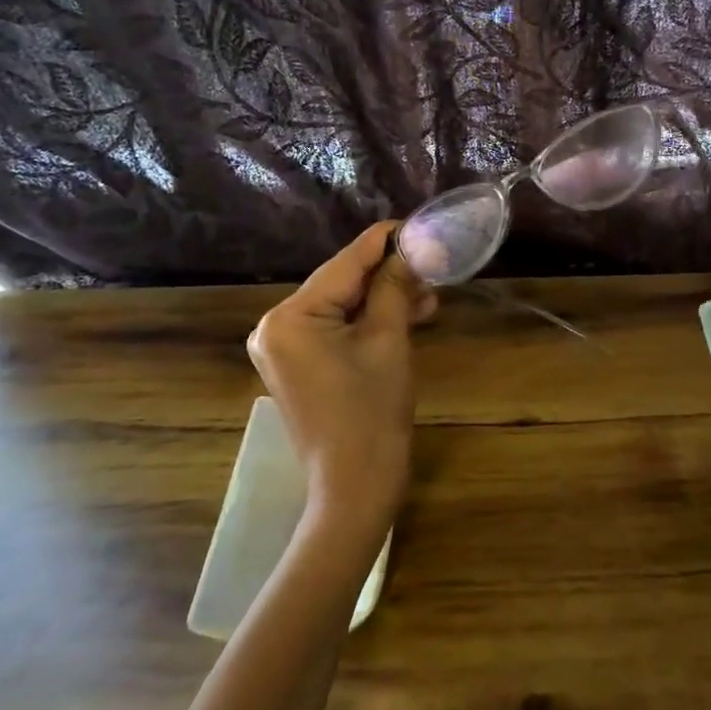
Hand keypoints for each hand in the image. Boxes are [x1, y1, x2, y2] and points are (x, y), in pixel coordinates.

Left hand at [247, 222, 436, 544]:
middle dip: (389, 275)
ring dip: (384, 299)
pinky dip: (369, 322)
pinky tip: (408, 315)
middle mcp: (276, 326)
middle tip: (434, 266)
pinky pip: (337, 330)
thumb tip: (412, 247)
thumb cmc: (372, 412)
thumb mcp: (388, 341)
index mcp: (290, 317)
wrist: (355, 487)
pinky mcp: (299, 366)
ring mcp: (284, 348)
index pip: (345, 263)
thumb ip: (396, 286)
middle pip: (342, 284)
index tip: (417, 222)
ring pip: (343, 307)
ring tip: (429, 294)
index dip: (385, 241)